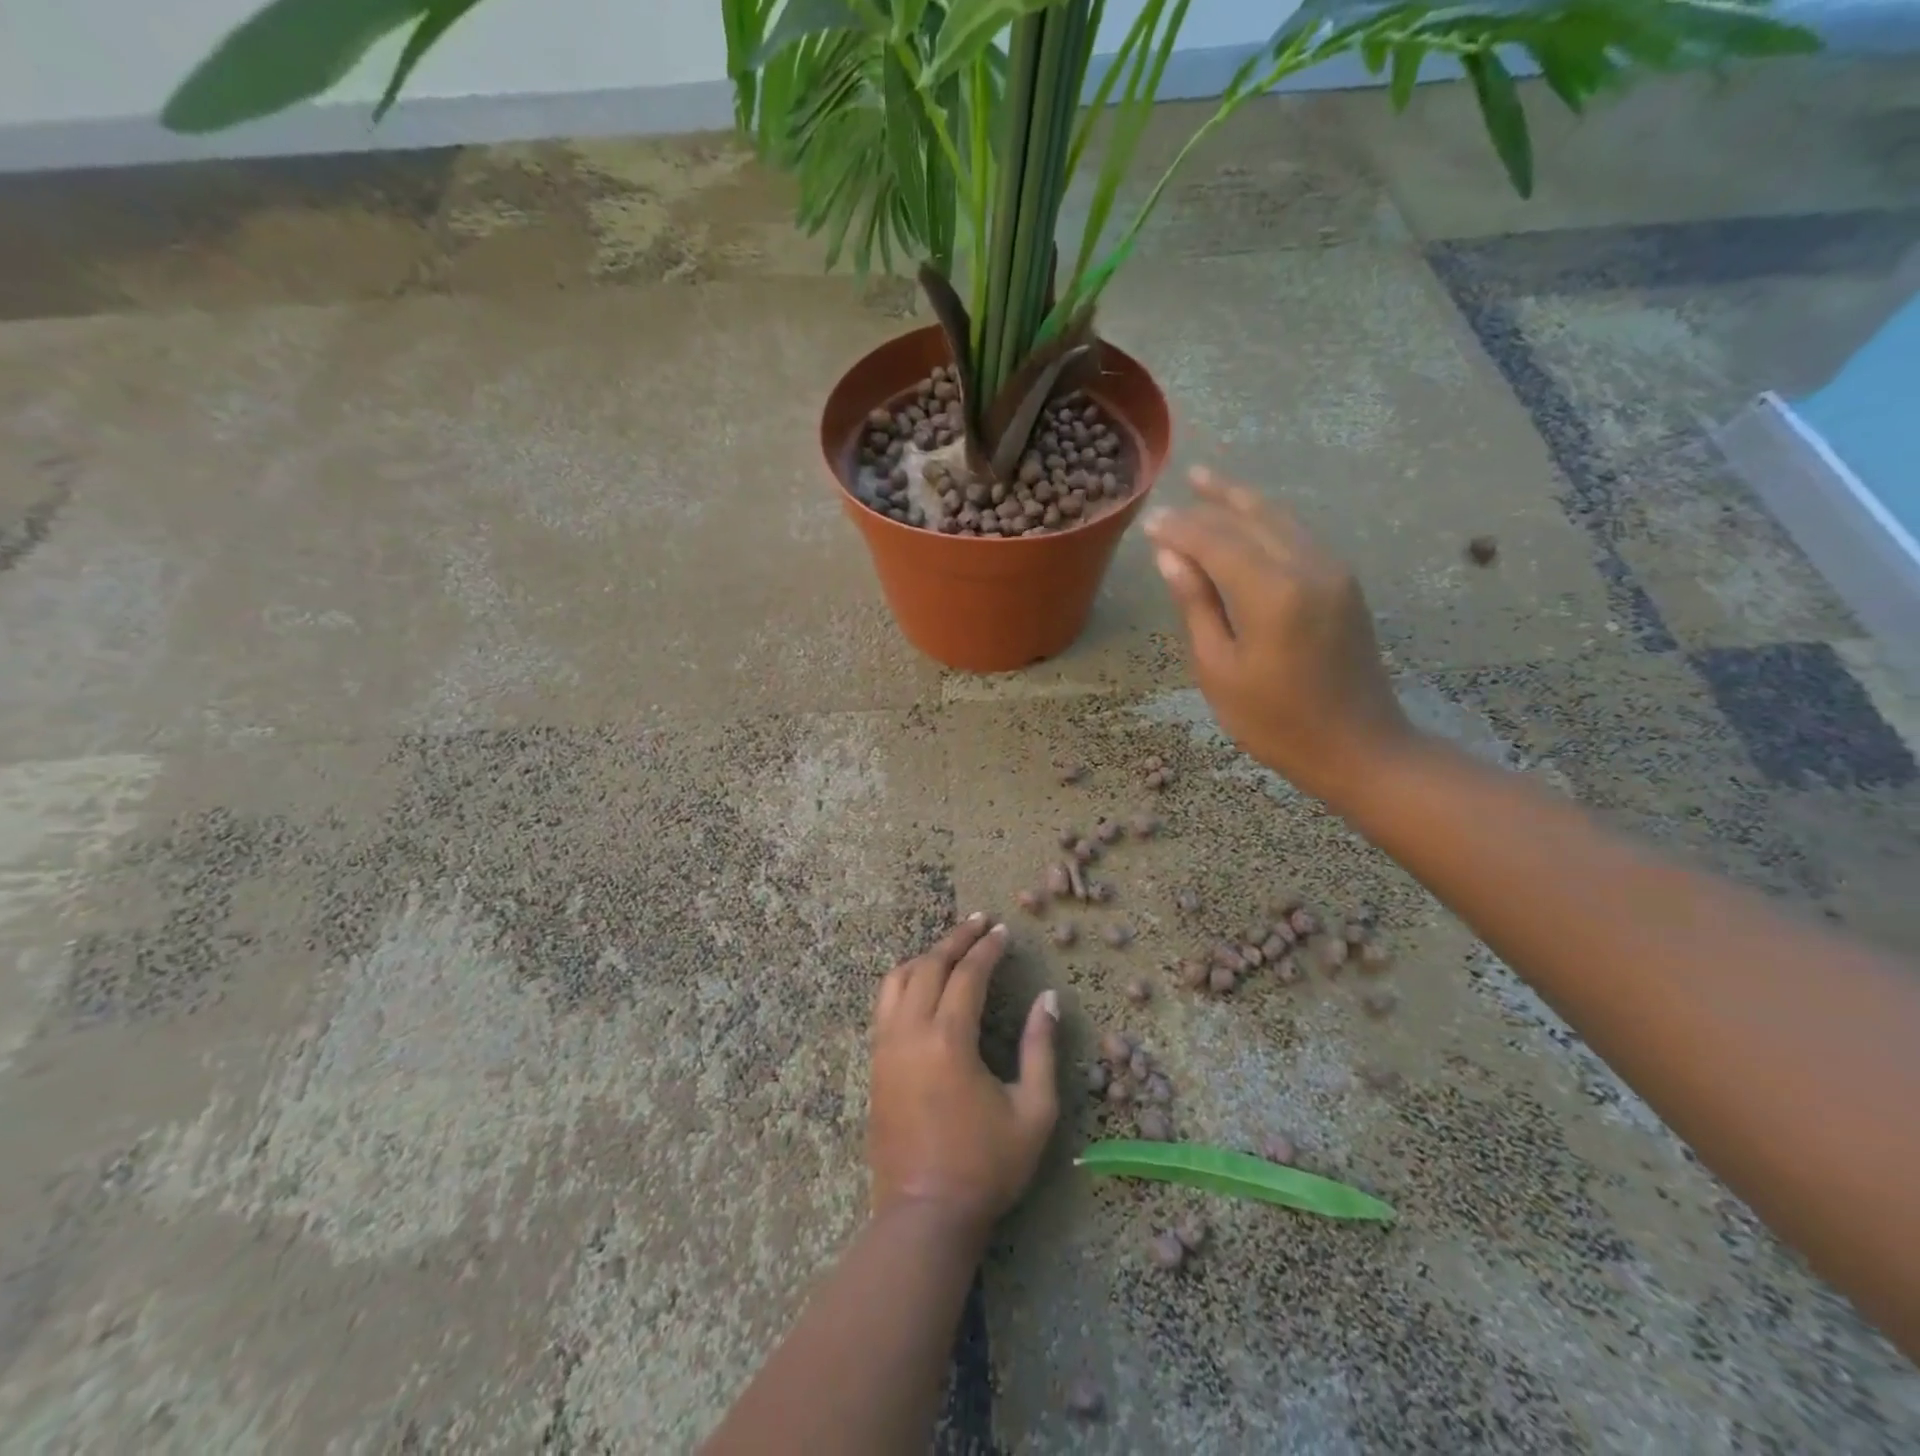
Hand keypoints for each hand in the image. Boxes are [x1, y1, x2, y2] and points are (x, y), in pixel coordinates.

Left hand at [868, 915, 1059, 1237]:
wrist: (924, 1214)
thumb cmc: (986, 1165)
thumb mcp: (1032, 1112)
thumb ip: (1040, 1049)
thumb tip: (1047, 999)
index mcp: (949, 1040)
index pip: (968, 975)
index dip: (988, 949)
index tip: (1003, 931)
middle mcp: (910, 1032)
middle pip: (929, 965)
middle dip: (956, 939)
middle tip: (980, 923)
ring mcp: (886, 1046)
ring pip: (898, 979)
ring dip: (925, 955)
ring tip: (951, 947)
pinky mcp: (875, 1063)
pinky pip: (884, 1003)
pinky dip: (904, 980)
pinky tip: (921, 983)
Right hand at [1143, 467, 1414, 801]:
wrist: (1360, 747)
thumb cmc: (1275, 722)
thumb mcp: (1219, 670)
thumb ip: (1197, 606)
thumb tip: (1171, 558)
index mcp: (1272, 593)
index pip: (1215, 541)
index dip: (1180, 529)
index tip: (1149, 521)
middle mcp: (1307, 566)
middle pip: (1249, 519)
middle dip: (1208, 505)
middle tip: (1174, 492)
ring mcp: (1333, 570)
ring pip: (1279, 519)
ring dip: (1240, 500)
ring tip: (1206, 481)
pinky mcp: (1344, 582)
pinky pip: (1297, 535)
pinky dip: (1265, 520)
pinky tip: (1247, 518)